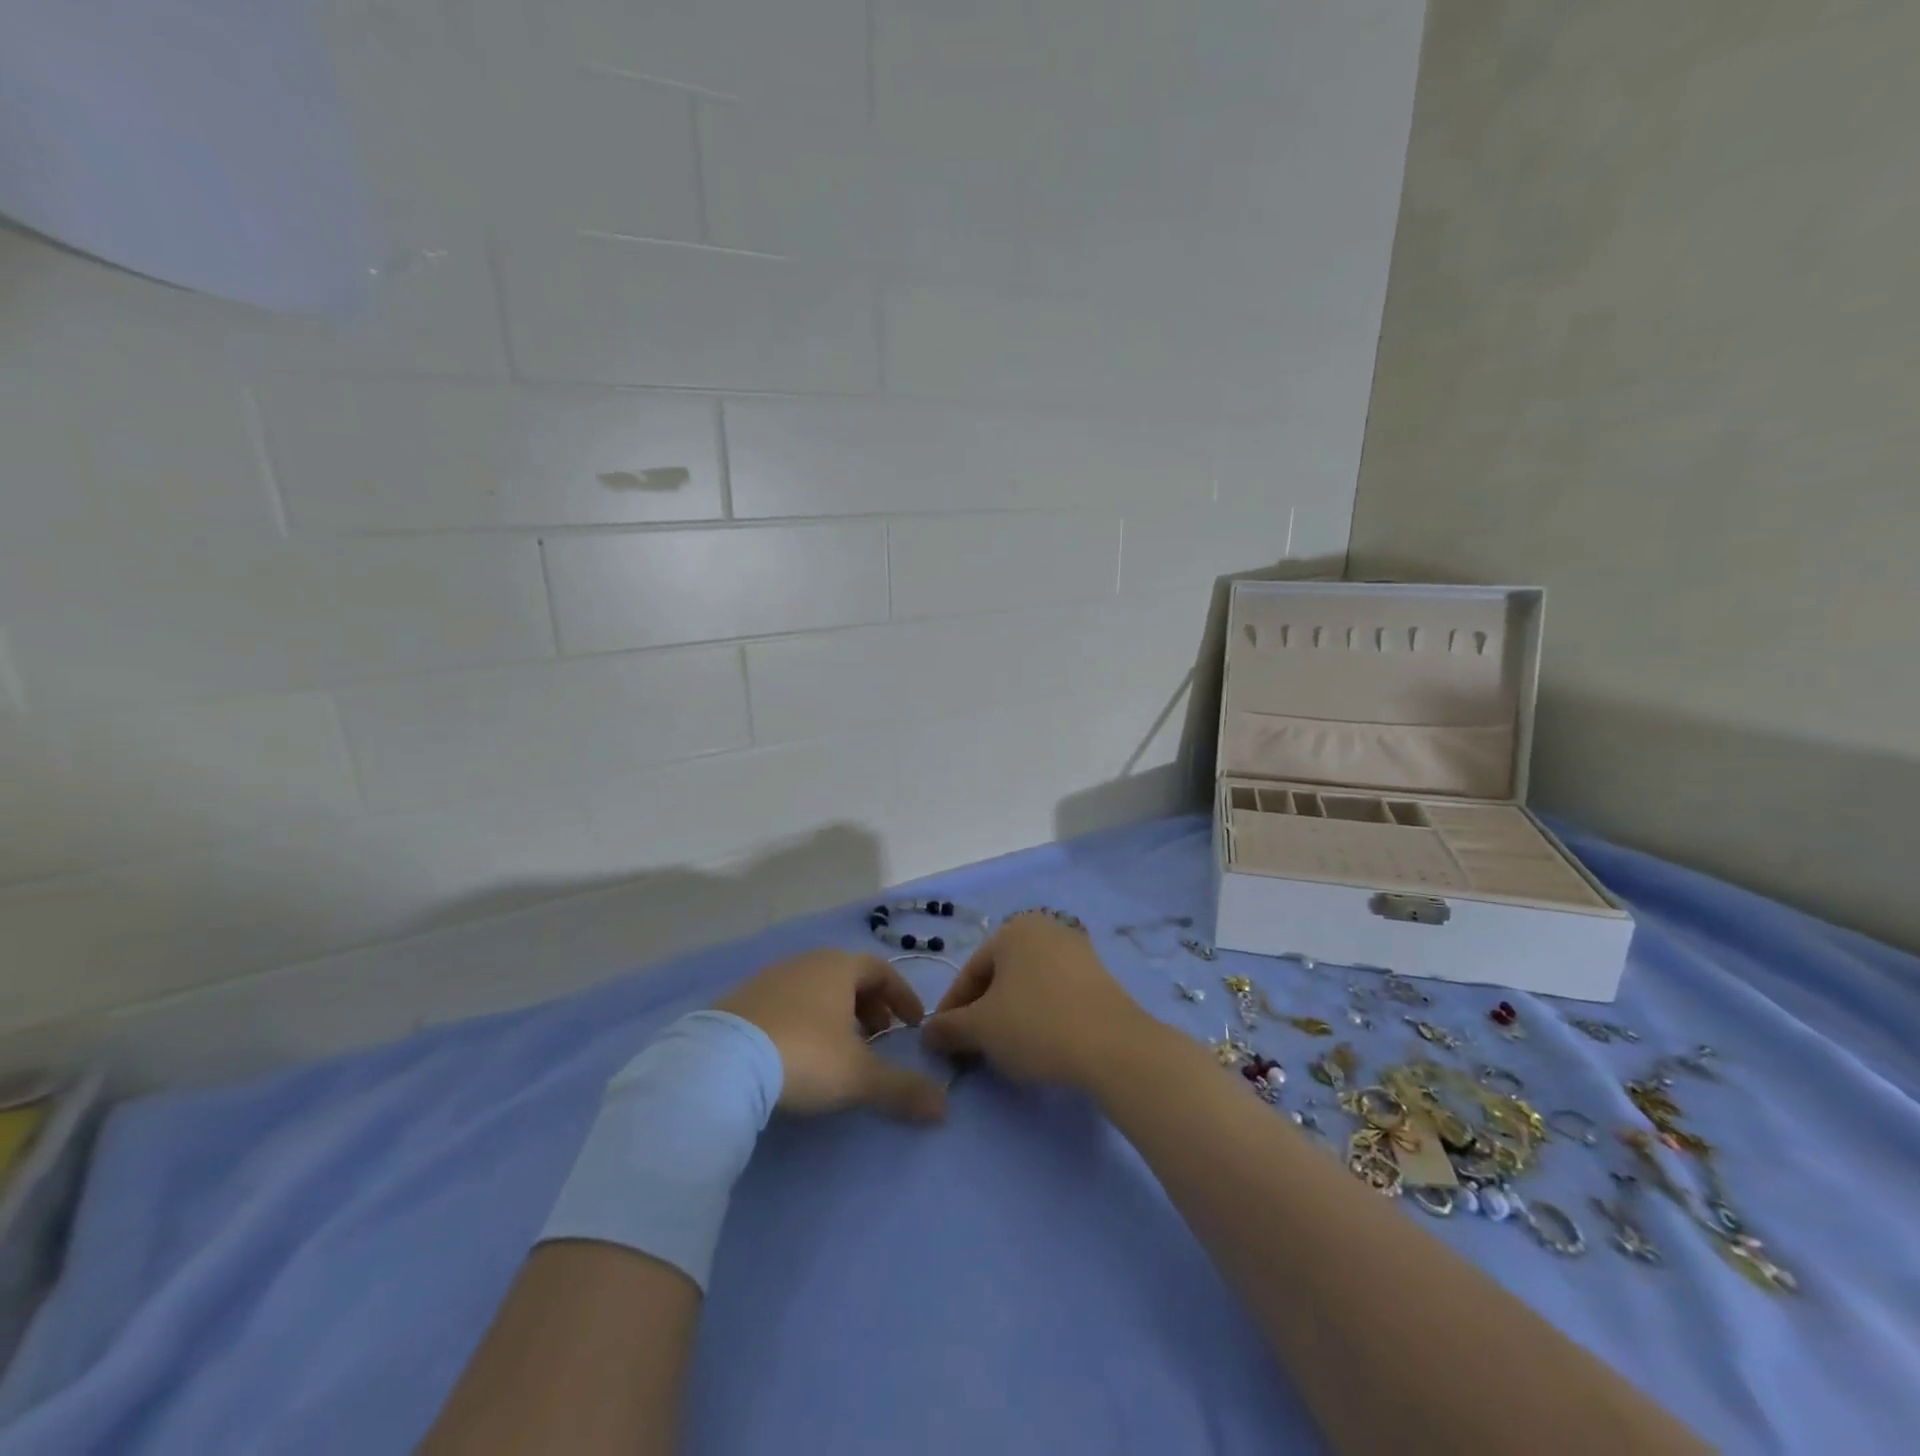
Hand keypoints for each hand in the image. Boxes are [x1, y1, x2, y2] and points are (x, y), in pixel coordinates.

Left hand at [715, 949, 946, 1122]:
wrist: (720, 1064)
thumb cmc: (804, 1056)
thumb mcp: (859, 1077)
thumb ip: (903, 1089)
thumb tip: (944, 1108)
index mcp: (838, 967)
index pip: (882, 970)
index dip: (903, 995)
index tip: (914, 1023)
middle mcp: (806, 963)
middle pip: (848, 976)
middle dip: (870, 1005)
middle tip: (880, 1037)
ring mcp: (770, 978)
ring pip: (816, 988)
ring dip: (837, 1012)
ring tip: (841, 1047)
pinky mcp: (741, 1000)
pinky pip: (786, 1002)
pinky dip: (805, 1019)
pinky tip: (798, 1050)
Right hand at [920, 914, 1146, 1087]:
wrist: (1114, 1046)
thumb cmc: (1036, 1025)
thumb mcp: (980, 1029)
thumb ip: (948, 1028)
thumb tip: (928, 1033)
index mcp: (1013, 929)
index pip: (970, 973)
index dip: (952, 1012)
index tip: (944, 1045)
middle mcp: (1046, 929)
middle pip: (999, 977)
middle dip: (982, 1014)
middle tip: (973, 1050)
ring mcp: (1077, 950)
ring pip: (1028, 987)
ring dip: (1010, 1016)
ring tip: (1005, 1052)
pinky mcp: (1100, 977)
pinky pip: (1056, 994)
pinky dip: (1040, 1016)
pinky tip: (1040, 1045)